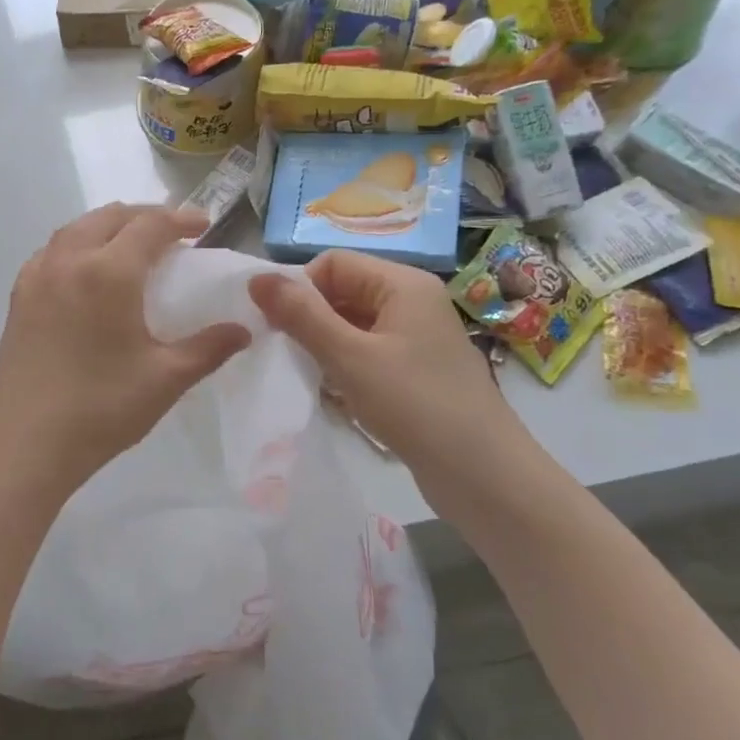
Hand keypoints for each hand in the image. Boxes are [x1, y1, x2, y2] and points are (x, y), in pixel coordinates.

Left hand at [0, 204, 250, 497]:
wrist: (24, 444)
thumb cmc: (101, 410)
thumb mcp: (165, 379)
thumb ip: (208, 348)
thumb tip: (243, 330)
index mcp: (108, 272)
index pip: (149, 225)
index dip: (180, 219)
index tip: (204, 225)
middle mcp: (69, 260)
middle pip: (110, 217)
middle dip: (144, 216)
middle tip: (171, 233)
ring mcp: (37, 276)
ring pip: (75, 228)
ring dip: (108, 226)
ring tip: (130, 245)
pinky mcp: (18, 296)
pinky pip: (51, 251)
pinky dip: (76, 244)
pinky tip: (85, 270)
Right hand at [248, 250, 522, 489]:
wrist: (484, 476)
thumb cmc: (415, 405)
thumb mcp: (349, 357)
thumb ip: (301, 315)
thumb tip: (256, 278)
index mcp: (403, 284)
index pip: (333, 263)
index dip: (300, 287)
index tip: (275, 325)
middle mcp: (412, 301)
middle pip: (343, 291)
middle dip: (309, 317)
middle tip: (286, 352)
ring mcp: (416, 337)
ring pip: (352, 324)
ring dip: (324, 344)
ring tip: (309, 375)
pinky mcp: (416, 370)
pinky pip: (367, 351)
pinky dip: (344, 365)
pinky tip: (333, 393)